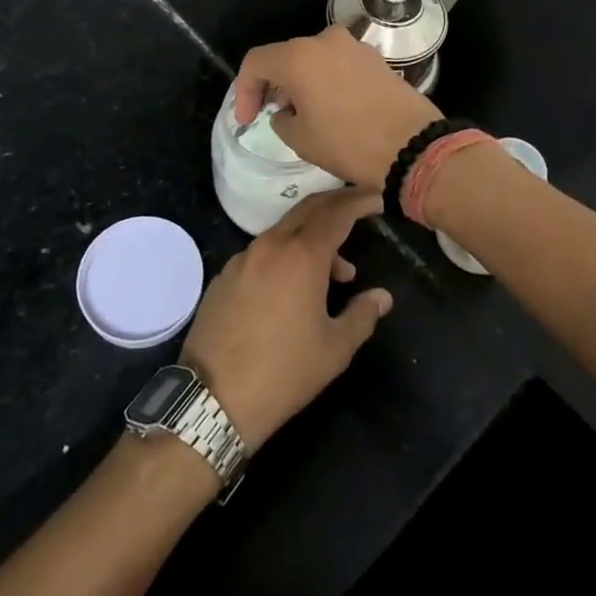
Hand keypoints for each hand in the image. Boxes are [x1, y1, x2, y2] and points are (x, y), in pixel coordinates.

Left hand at [180, 187, 392, 449]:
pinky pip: (263, 252)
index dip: (359, 202)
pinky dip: (286, 255)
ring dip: (313, 239)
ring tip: (336, 273)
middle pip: (308, 209)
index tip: (376, 198)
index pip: (337, 213)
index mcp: (302, 255)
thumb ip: (362, 315)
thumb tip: (381, 296)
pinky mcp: (224, 275)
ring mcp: (243, 258)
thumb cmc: (284, 372)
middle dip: (336, 204)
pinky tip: (294, 288)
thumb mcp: (335, 349)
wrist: (213, 397)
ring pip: (285, 232)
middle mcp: (271, 245)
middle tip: (360, 209)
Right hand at [233, 25, 441, 187]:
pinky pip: (339, 64)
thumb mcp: (300, 139)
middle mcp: (326, 40)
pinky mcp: (376, 58)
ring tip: (303, 113)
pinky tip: (332, 107)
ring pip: (314, 59)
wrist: (414, 147)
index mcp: (299, 56)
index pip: (256, 62)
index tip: (247, 120)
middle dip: (274, 85)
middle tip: (272, 114)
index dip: (244, 91)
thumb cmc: (349, 143)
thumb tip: (286, 111)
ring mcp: (355, 46)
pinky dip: (327, 80)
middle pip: (286, 56)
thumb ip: (281, 118)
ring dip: (302, 81)